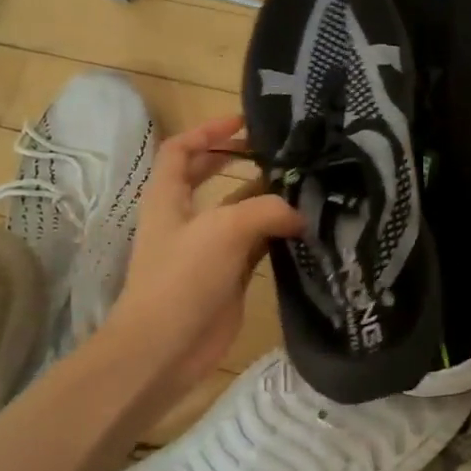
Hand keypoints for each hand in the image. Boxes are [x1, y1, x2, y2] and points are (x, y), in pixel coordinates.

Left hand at [102, 116, 302, 390]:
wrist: (165, 348)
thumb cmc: (183, 278)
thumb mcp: (224, 229)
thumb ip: (267, 210)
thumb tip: (302, 213)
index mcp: (168, 197)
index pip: (181, 150)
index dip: (208, 131)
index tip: (244, 122)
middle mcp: (186, 218)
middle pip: (211, 178)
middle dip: (241, 162)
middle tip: (281, 154)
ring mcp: (207, 249)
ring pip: (239, 213)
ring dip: (266, 199)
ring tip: (305, 186)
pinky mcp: (227, 276)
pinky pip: (256, 246)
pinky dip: (277, 235)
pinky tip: (305, 228)